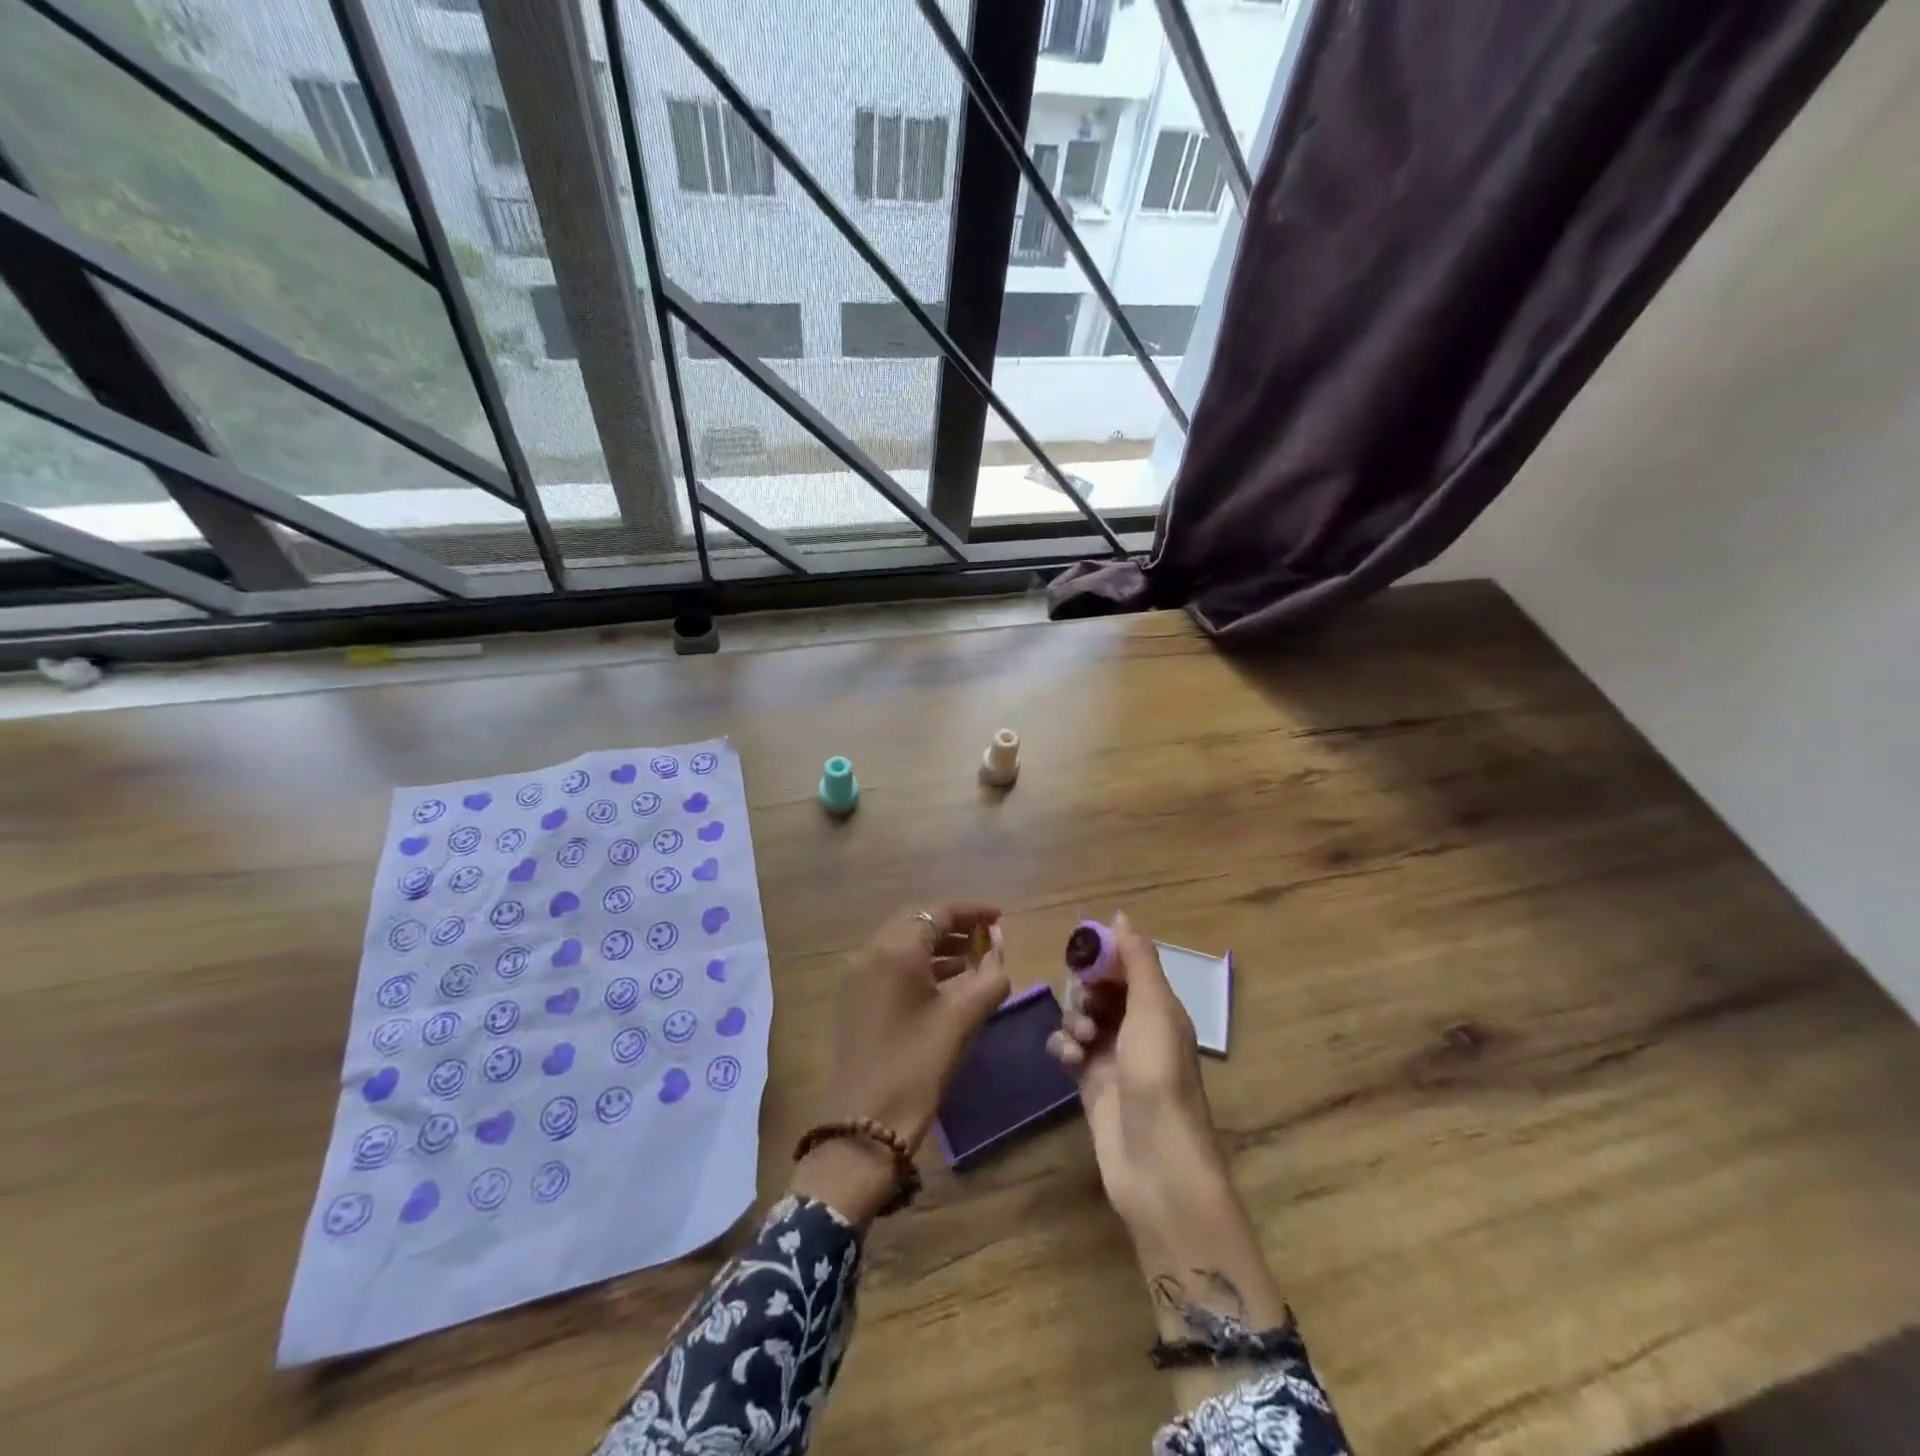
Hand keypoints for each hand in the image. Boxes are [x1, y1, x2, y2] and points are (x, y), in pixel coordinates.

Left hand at [791, 902, 1009, 1222]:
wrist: (864, 1125)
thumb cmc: (918, 1065)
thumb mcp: (963, 1018)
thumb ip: (990, 975)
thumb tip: (999, 948)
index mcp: (895, 949)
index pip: (938, 911)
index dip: (973, 910)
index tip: (1001, 917)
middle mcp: (871, 952)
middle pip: (917, 921)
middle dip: (955, 925)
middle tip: (988, 937)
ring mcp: (858, 975)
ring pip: (903, 943)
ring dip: (938, 945)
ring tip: (974, 959)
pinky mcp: (854, 997)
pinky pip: (891, 964)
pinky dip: (920, 964)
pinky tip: (946, 983)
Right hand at [1051, 915, 1292, 1409]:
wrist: (1155, 1161)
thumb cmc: (1158, 1075)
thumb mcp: (1153, 1009)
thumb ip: (1137, 960)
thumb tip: (1120, 915)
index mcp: (1159, 1007)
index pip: (1127, 965)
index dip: (1104, 955)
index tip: (1080, 952)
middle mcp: (1137, 1028)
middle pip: (1101, 990)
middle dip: (1085, 990)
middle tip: (1084, 1002)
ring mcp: (1113, 1058)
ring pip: (1081, 1018)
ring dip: (1074, 1021)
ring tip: (1080, 1042)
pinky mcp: (1090, 1084)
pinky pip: (1068, 1051)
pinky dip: (1064, 1049)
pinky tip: (1067, 1061)